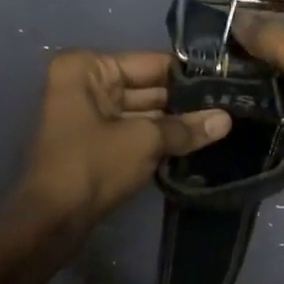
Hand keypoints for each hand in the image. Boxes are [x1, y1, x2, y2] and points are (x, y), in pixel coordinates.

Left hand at [20, 50, 231, 222]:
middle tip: (231, 106)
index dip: (188, 76)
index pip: (150, 63)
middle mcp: (84, 83)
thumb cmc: (92, 166)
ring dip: (175, 122)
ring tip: (221, 125)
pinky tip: (195, 143)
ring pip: (142, 111)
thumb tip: (227, 119)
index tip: (227, 83)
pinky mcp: (94, 142)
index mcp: (87, 68)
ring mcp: (88, 114)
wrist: (52, 220)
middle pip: (146, 86)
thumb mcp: (144, 141)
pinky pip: (133, 131)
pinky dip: (158, 138)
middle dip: (184, 102)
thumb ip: (185, 127)